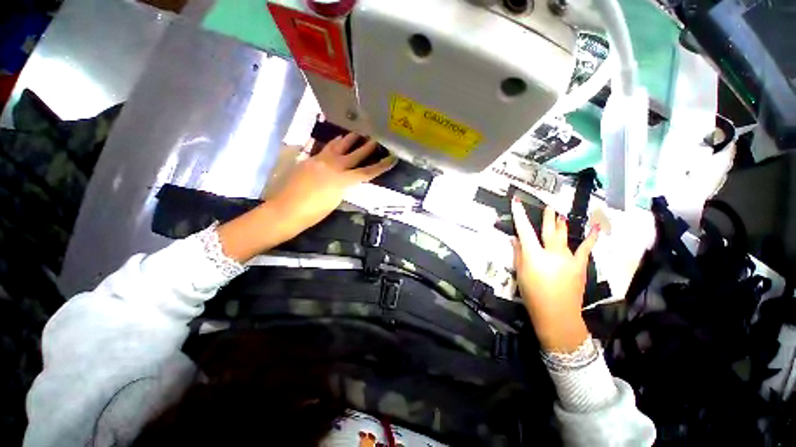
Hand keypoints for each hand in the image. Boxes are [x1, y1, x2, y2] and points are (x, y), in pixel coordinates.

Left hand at [218, 134, 394, 261]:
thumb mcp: (335, 201)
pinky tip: (335, 141)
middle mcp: (333, 166)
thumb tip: (346, 179)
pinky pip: (325, 149)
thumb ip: (343, 187)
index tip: (392, 159)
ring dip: (348, 140)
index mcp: (342, 180)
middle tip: (375, 138)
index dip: (380, 166)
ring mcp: (319, 161)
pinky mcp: (309, 160)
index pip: (366, 172)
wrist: (286, 209)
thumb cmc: (313, 212)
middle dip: (366, 147)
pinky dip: (333, 144)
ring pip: (337, 147)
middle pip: (354, 155)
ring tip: (355, 133)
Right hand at [511, 198, 598, 352]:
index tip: (516, 201)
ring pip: (564, 236)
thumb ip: (518, 254)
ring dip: (561, 224)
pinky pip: (586, 248)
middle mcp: (552, 252)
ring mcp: (568, 257)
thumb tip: (514, 239)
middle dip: (547, 217)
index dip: (519, 215)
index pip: (524, 230)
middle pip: (548, 230)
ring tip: (560, 215)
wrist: (557, 314)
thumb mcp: (520, 274)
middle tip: (548, 206)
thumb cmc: (533, 294)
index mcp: (534, 255)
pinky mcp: (580, 264)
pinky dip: (591, 237)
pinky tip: (595, 227)